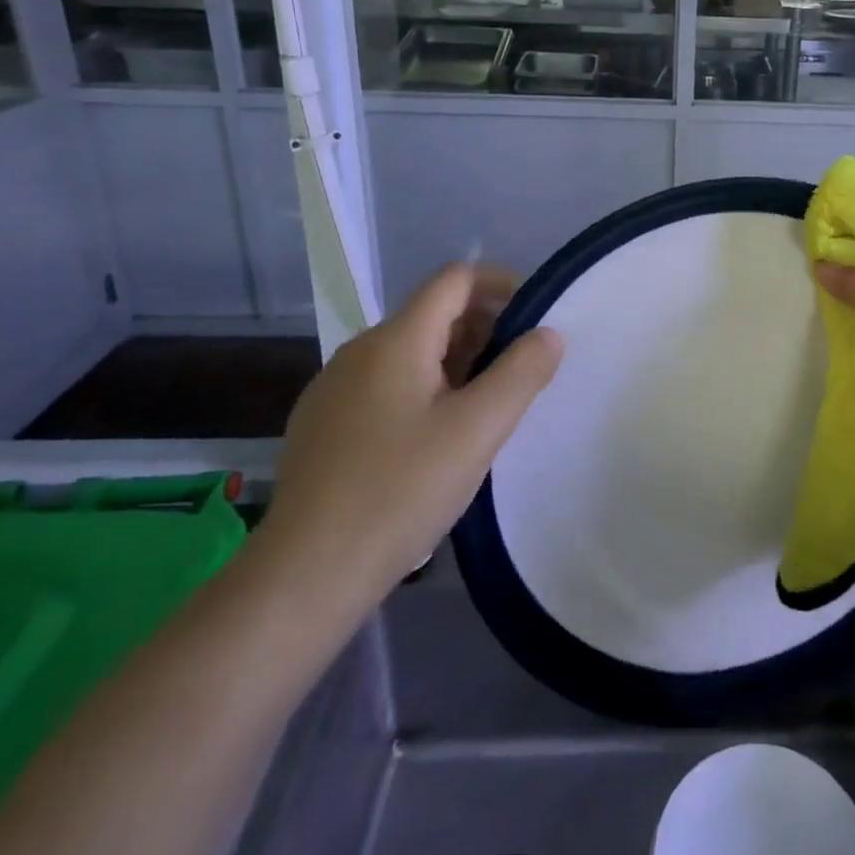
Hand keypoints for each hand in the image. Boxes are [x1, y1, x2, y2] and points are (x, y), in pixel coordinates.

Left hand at [251, 264, 561, 616]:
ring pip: (409, 352)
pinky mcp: (323, 425)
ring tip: (486, 405)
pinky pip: (386, 384)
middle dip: (484, 328)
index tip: (535, 314)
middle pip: (433, 314)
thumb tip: (549, 334)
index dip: (500, 283)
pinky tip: (436, 437)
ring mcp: (334, 388)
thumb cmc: (401, 491)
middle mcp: (359, 351)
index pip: (454, 279)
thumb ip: (522, 373)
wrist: (305, 575)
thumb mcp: (478, 430)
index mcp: (395, 340)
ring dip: (456, 361)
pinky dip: (424, 388)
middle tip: (521, 369)